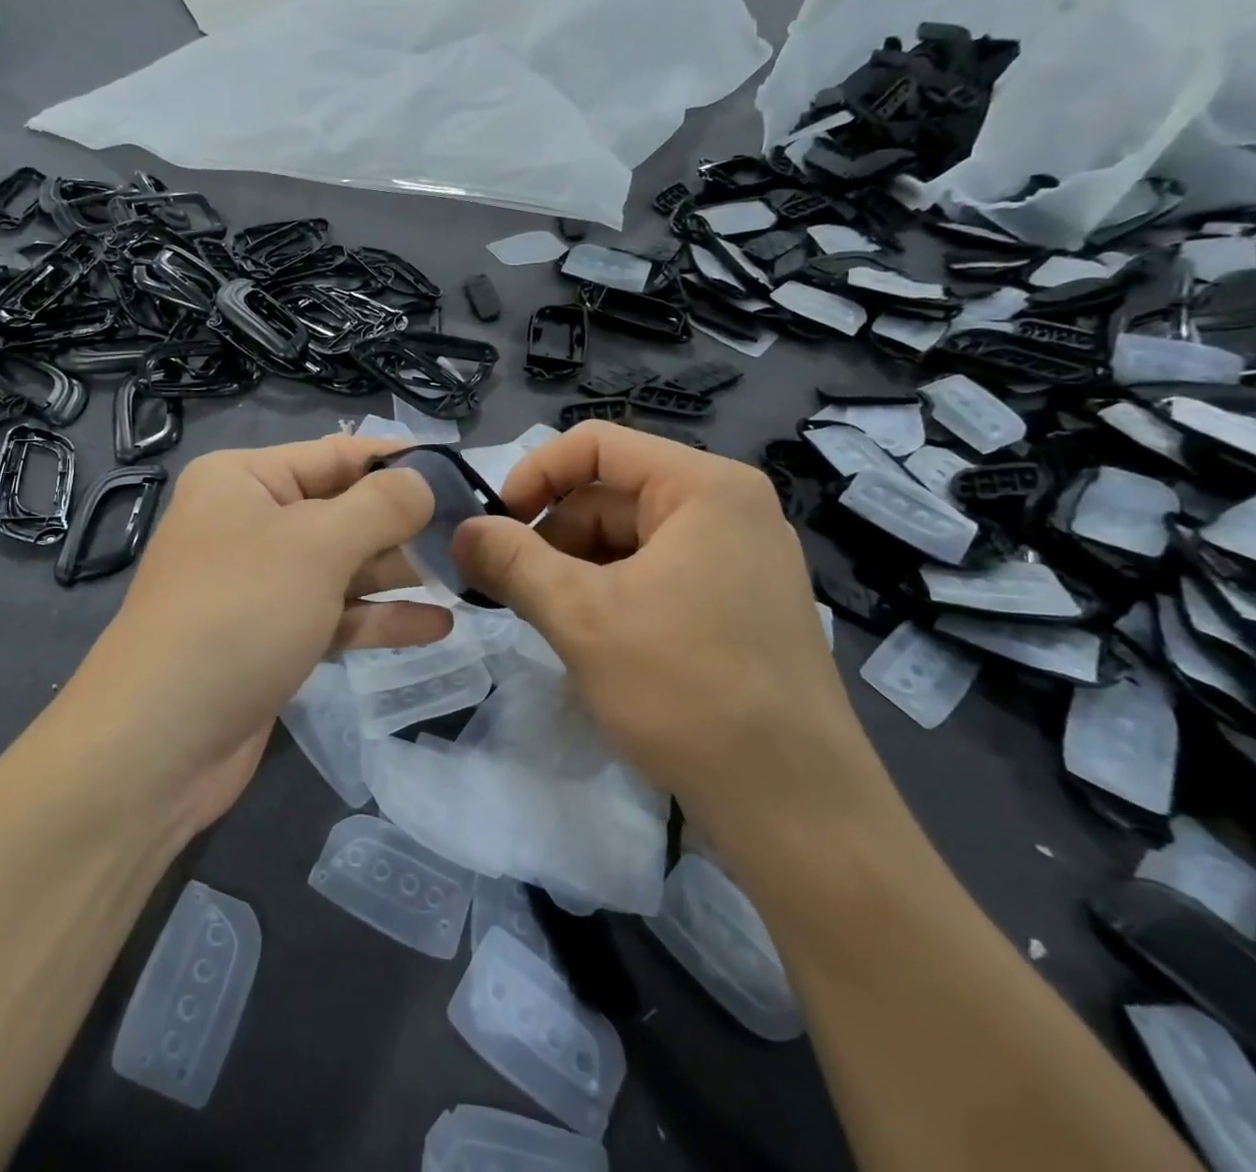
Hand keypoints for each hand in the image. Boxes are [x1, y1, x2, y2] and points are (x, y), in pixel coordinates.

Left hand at [55, 435, 444, 841]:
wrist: (158, 744)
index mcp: (243, 481)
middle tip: (474, 535)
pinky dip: (380, 620)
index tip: (462, 473)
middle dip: (404, 525)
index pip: (335, 455)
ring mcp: (260, 586)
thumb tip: (423, 482)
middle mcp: (248, 524)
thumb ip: (379, 506)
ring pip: (343, 568)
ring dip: (399, 574)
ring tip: (466, 577)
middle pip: (342, 512)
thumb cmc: (238, 615)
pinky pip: (335, 616)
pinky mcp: (272, 639)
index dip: (398, 462)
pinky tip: (438, 626)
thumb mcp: (316, 545)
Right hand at [452, 421, 888, 852]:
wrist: (795, 809)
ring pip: (625, 539)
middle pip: (609, 494)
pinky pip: (652, 574)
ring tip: (546, 621)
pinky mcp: (735, 604)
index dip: (533, 476)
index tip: (494, 527)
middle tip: (508, 589)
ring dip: (573, 571)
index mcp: (704, 488)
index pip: (595, 445)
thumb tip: (460, 531)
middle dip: (551, 536)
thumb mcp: (580, 616)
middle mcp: (727, 509)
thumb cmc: (685, 691)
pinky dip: (607, 595)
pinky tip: (588, 640)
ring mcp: (736, 559)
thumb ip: (510, 561)